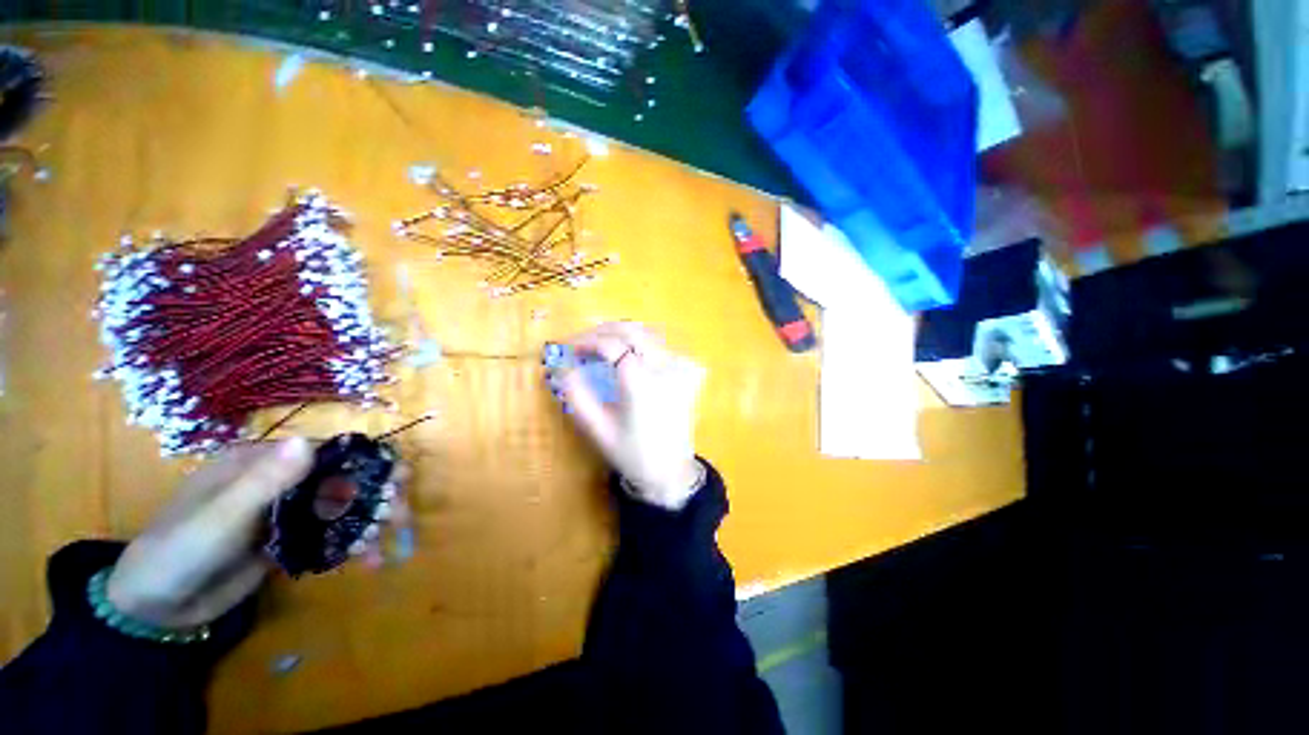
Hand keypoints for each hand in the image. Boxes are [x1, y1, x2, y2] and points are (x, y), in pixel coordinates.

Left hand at [106, 437, 410, 628]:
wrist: (156, 609)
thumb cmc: (179, 551)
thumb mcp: (220, 518)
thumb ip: (264, 482)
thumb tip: (308, 442)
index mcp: (261, 463)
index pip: (326, 452)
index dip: (365, 463)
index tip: (396, 483)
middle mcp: (278, 481)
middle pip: (341, 480)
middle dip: (374, 497)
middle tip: (396, 518)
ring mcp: (284, 512)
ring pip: (340, 509)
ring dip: (366, 523)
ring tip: (378, 547)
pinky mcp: (287, 540)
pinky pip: (329, 536)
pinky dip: (351, 545)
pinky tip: (364, 560)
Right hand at [547, 322, 705, 510]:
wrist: (670, 471)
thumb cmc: (632, 453)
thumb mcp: (597, 429)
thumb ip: (577, 395)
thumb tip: (562, 367)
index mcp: (642, 384)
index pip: (612, 345)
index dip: (587, 341)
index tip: (569, 348)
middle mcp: (664, 368)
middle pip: (632, 330)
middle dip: (602, 331)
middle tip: (582, 343)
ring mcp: (678, 368)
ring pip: (647, 333)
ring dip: (620, 332)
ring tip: (599, 346)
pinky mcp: (685, 372)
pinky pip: (659, 345)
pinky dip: (637, 341)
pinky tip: (625, 353)